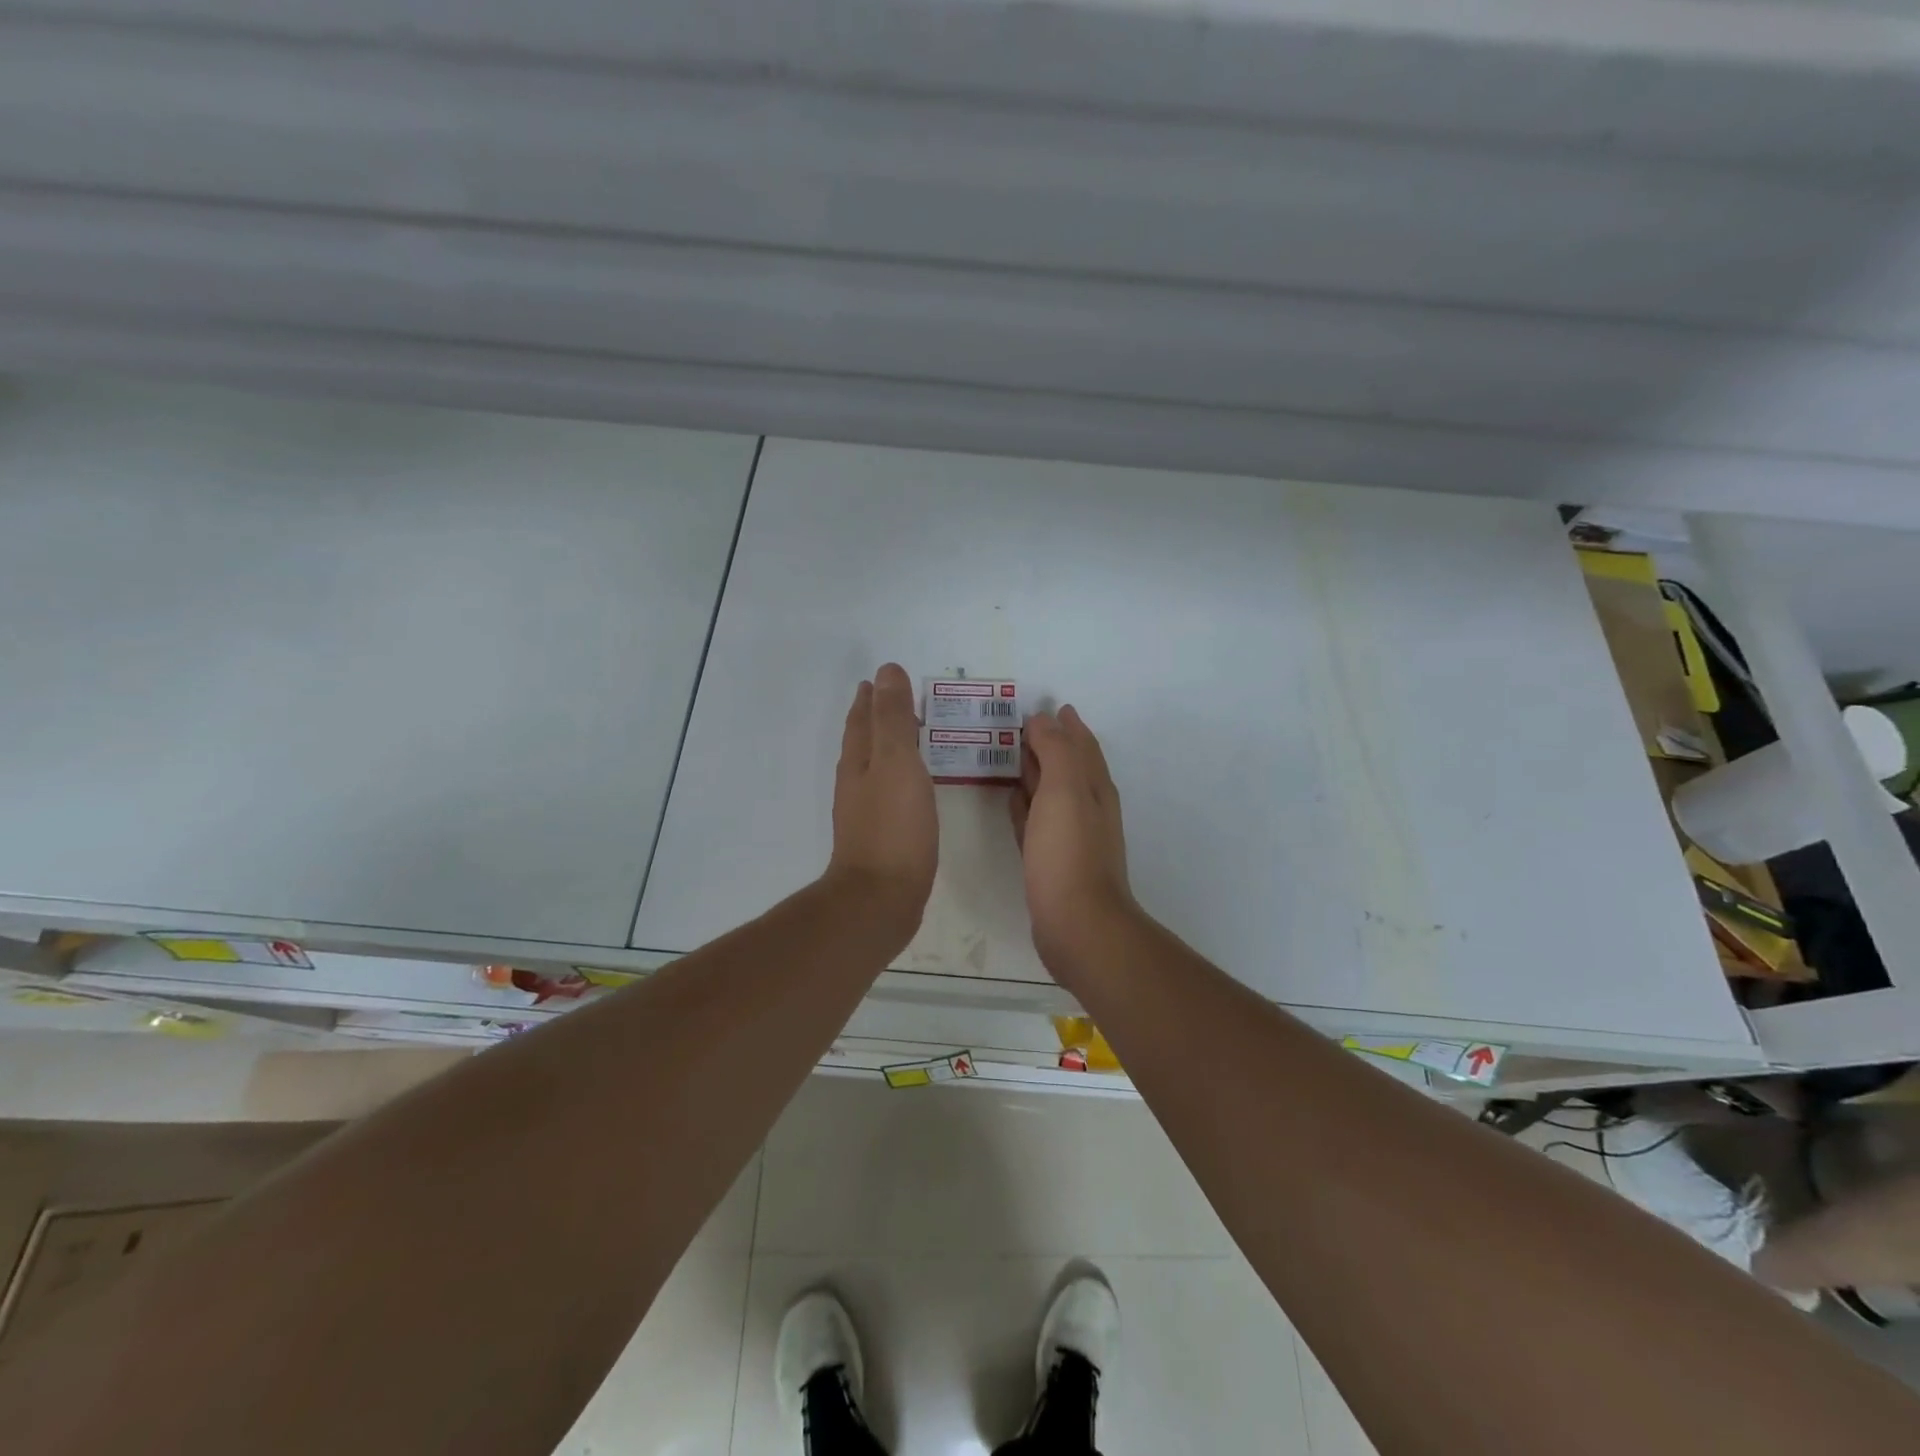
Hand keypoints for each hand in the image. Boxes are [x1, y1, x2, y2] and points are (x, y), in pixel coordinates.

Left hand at [825, 663, 937, 933]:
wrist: (881, 898)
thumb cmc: (893, 826)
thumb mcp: (896, 762)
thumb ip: (893, 718)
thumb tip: (885, 671)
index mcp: (859, 762)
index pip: (863, 720)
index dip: (871, 699)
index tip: (878, 680)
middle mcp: (856, 783)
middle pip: (864, 742)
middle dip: (876, 720)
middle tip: (896, 702)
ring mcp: (866, 813)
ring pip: (875, 768)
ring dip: (888, 748)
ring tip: (908, 738)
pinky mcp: (882, 838)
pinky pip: (889, 794)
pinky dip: (899, 778)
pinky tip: (912, 788)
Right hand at [1011, 705, 1138, 975]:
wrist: (1077, 925)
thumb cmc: (1069, 853)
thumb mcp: (1065, 791)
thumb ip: (1056, 751)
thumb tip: (1045, 718)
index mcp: (1093, 788)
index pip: (1081, 745)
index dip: (1066, 725)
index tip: (1046, 706)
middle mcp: (1086, 808)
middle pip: (1066, 766)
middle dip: (1048, 744)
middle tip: (1017, 725)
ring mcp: (1069, 836)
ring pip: (1049, 793)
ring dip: (1033, 773)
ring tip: (1008, 756)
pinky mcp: (1050, 861)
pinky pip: (1035, 821)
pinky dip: (1024, 805)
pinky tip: (1009, 801)